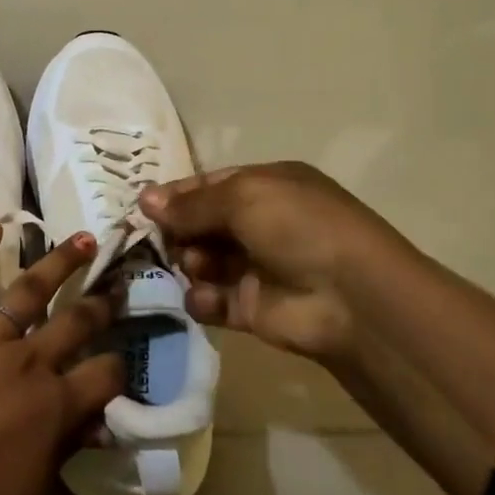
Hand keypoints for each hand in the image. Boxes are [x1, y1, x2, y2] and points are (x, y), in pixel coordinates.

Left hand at [0, 223, 124, 494]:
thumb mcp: (31, 494)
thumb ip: (64, 448)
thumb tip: (96, 423)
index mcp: (54, 406)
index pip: (105, 375)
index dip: (119, 370)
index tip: (120, 366)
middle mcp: (27, 362)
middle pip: (75, 322)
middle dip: (101, 304)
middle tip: (116, 285)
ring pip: (29, 291)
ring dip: (59, 262)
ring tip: (83, 239)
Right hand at [137, 162, 424, 365]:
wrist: (350, 298)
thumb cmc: (298, 228)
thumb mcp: (243, 198)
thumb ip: (190, 204)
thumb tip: (144, 199)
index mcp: (266, 187)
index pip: (210, 186)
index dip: (177, 195)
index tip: (143, 207)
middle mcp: (261, 224)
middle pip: (202, 224)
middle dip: (179, 230)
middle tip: (161, 239)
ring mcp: (255, 267)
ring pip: (202, 260)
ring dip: (191, 261)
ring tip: (195, 264)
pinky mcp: (250, 309)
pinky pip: (211, 299)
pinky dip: (202, 298)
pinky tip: (206, 297)